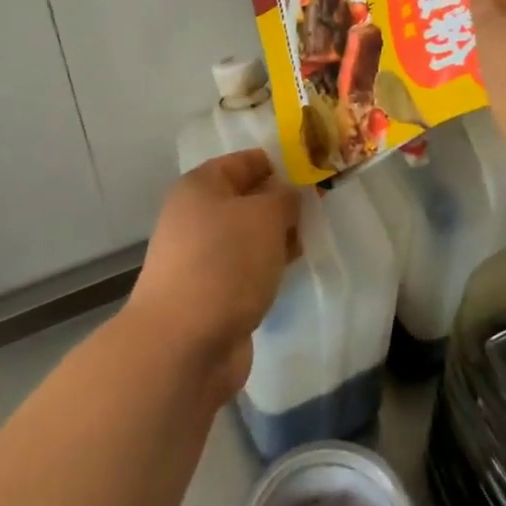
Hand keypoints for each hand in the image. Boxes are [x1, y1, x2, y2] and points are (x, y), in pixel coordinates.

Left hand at [126, 149, 299, 401]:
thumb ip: (284, 198)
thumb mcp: (265, 216)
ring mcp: (200, 258)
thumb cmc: (225, 263)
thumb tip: (287, 195)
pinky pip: (245, 268)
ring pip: (247, 236)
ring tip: (312, 238)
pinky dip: (266, 267)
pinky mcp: (209, 293)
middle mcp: (195, 217)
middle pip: (245, 199)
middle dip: (281, 203)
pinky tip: (290, 271)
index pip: (244, 161)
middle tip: (321, 207)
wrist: (183, 344)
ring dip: (276, 237)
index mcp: (200, 187)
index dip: (278, 163)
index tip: (313, 172)